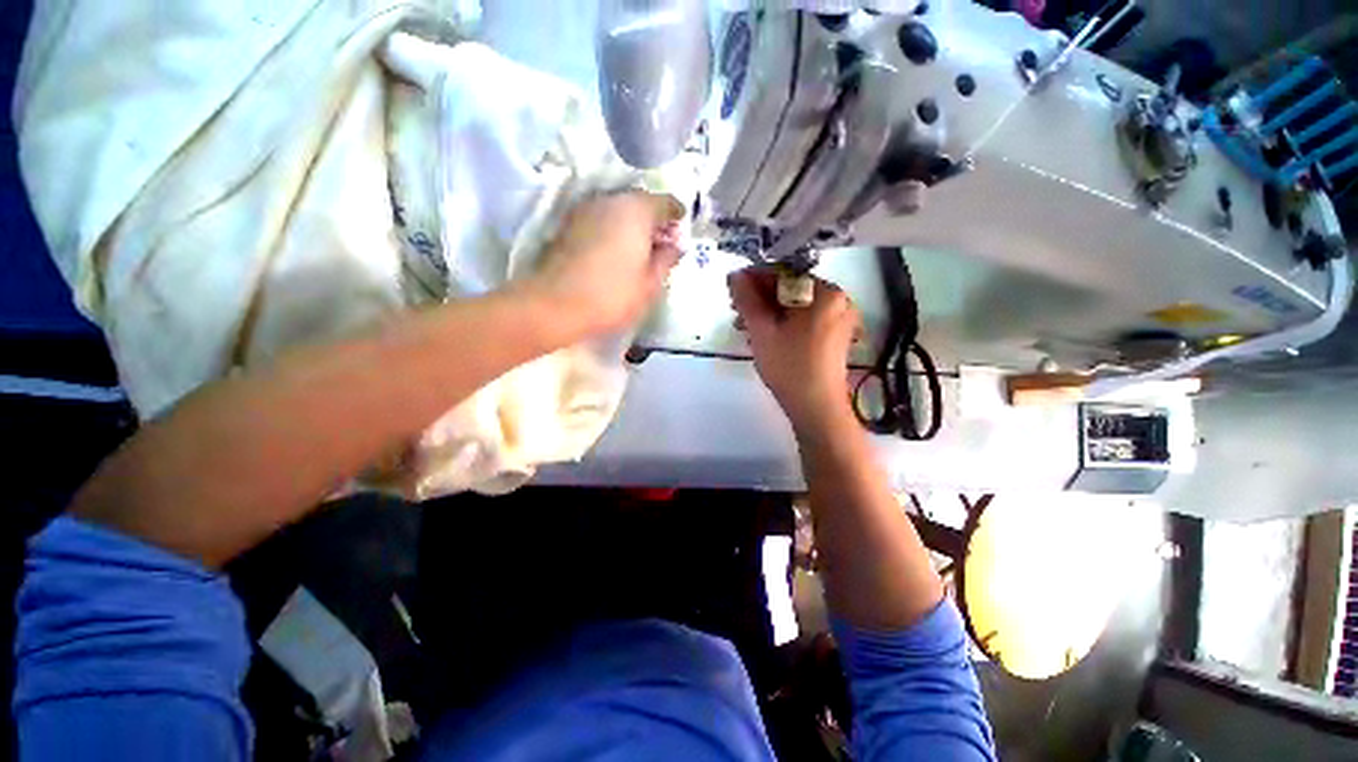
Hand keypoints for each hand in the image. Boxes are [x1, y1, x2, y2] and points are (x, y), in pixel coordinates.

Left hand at [524, 191, 683, 335]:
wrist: (556, 304)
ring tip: (638, 251)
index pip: (666, 202)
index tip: (680, 235)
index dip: (677, 218)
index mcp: (637, 210)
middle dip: (654, 221)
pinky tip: (615, 252)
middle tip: (661, 246)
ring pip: (618, 209)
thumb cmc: (613, 295)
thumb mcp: (651, 283)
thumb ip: (667, 260)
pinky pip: (600, 219)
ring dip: (632, 225)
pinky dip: (612, 229)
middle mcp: (611, 200)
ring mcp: (586, 209)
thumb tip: (674, 247)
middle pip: (640, 202)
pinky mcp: (568, 223)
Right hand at [729, 269, 859, 432]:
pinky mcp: (835, 336)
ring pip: (796, 307)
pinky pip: (805, 320)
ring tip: (745, 326)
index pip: (783, 274)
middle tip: (735, 311)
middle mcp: (838, 300)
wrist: (817, 408)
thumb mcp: (761, 330)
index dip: (754, 278)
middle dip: (760, 299)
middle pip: (791, 289)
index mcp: (824, 292)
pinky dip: (783, 323)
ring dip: (769, 312)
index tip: (731, 287)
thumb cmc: (789, 366)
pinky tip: (765, 334)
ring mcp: (839, 319)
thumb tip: (734, 275)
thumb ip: (746, 299)